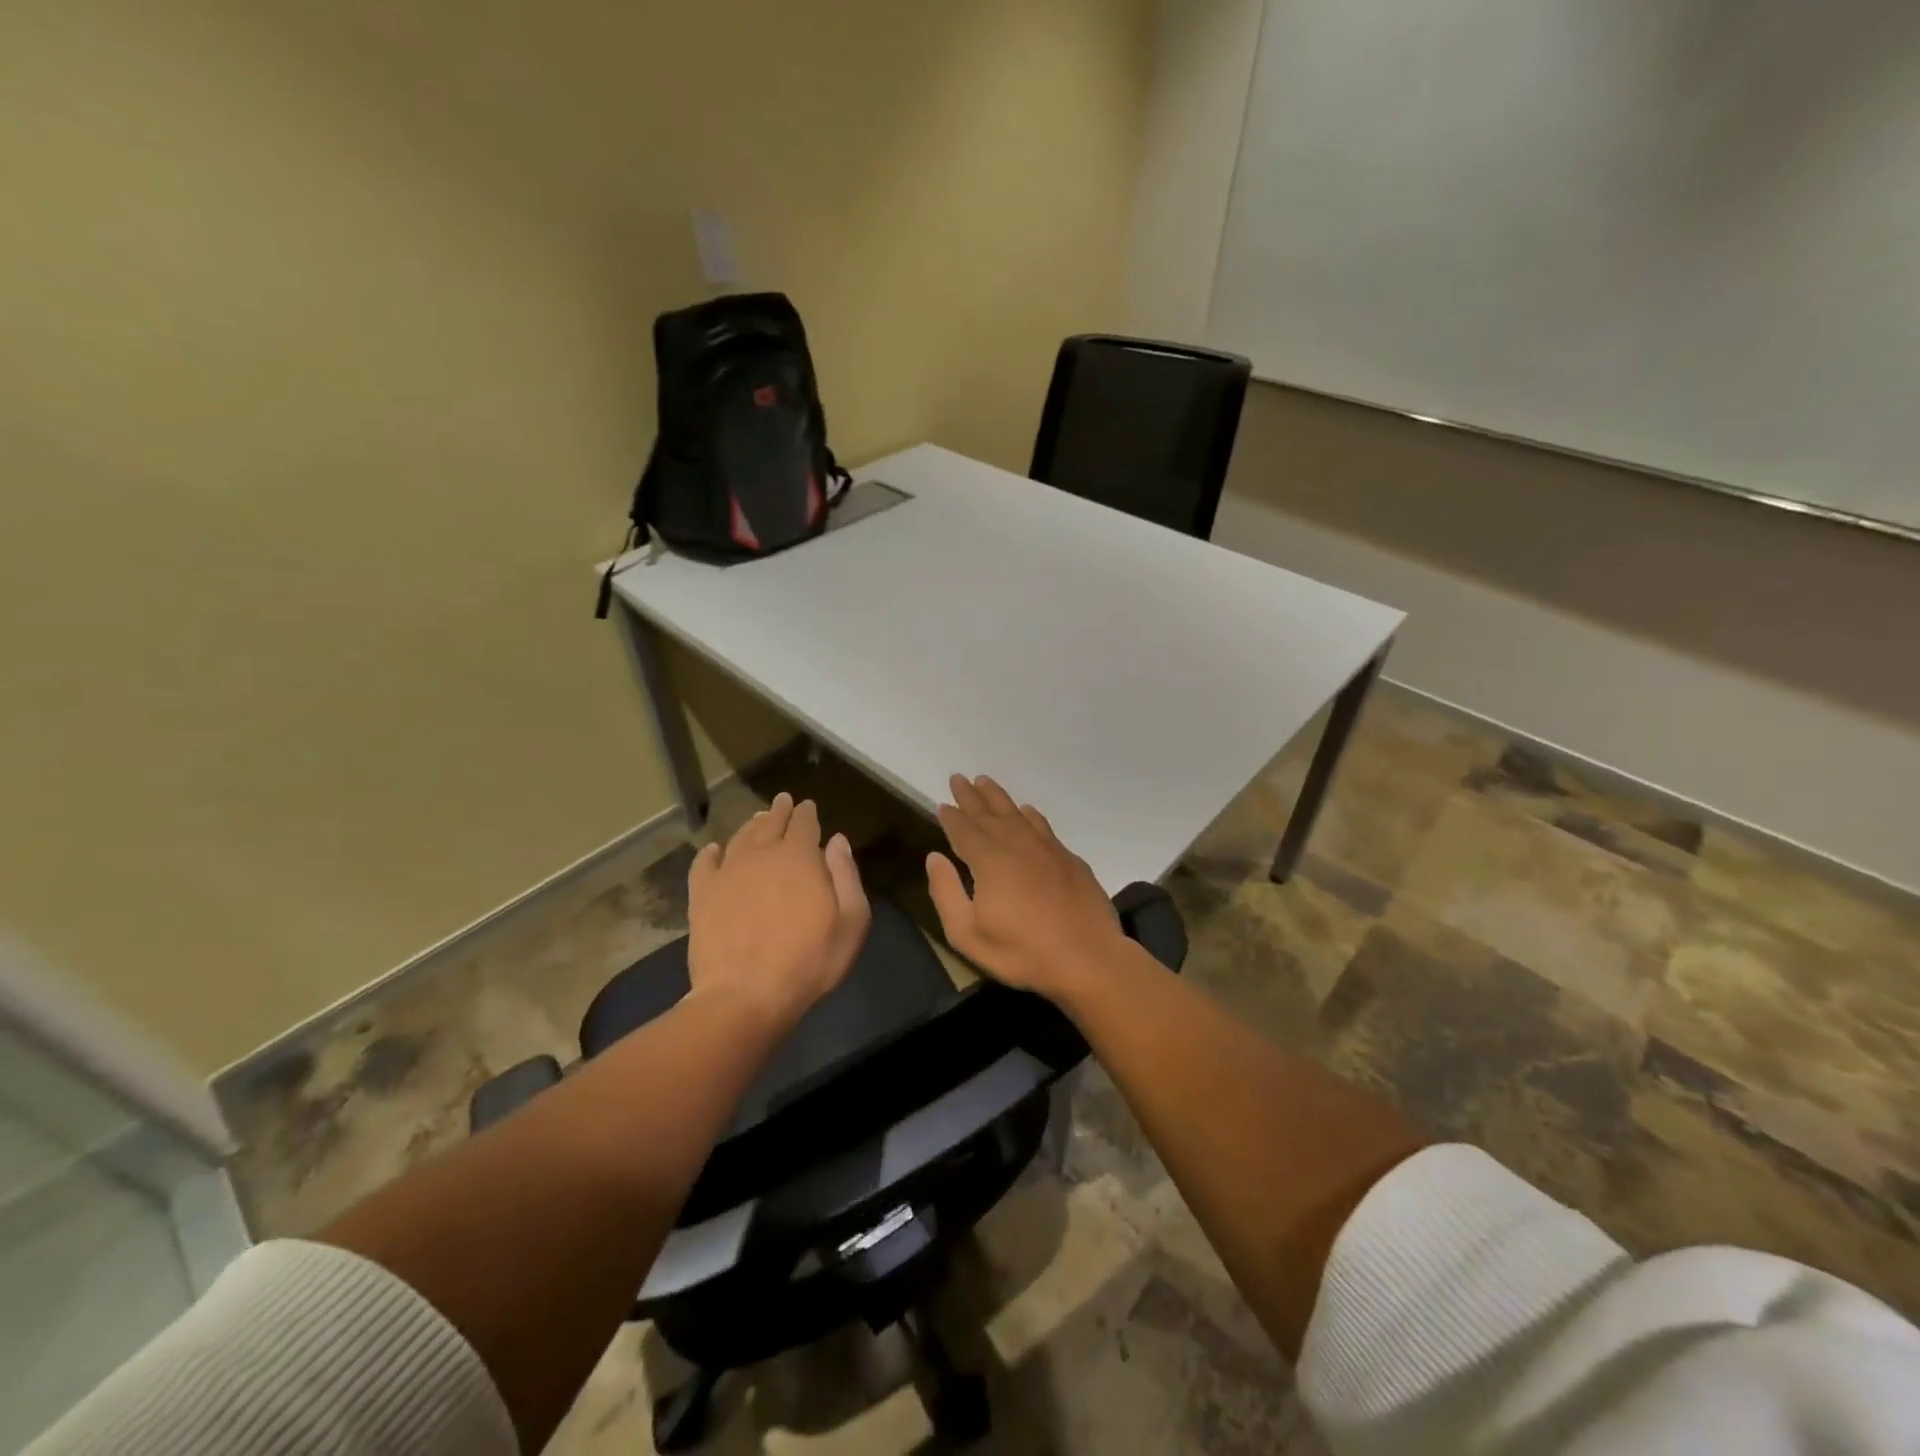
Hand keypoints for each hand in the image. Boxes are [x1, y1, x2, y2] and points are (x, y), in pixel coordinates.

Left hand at [687, 793, 869, 1027]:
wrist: (744, 995)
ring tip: (757, 819)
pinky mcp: (702, 895)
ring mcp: (728, 873)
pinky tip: (714, 850)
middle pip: (771, 824)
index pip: (804, 824)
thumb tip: (837, 840)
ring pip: (740, 837)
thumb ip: (846, 875)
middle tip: (783, 801)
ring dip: (751, 825)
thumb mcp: (851, 922)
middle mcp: (762, 854)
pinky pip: (704, 863)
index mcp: (799, 857)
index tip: (808, 806)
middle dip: (780, 811)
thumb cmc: (808, 961)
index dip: (807, 813)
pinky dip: (710, 853)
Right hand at [925, 774, 1127, 1000]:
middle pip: (988, 814)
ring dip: (998, 797)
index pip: (964, 830)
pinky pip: (1042, 825)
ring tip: (985, 782)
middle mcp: (1016, 845)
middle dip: (971, 797)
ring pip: (1016, 813)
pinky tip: (1026, 810)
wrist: (1088, 958)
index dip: (951, 817)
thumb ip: (946, 893)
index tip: (942, 803)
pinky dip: (1030, 815)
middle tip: (958, 778)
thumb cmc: (1022, 952)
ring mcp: (1046, 849)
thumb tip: (934, 858)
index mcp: (989, 861)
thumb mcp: (968, 934)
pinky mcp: (1068, 858)